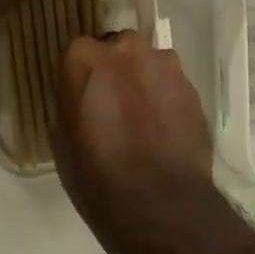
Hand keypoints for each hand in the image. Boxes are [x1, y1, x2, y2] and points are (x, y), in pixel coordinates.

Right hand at [54, 31, 216, 249]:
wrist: (160, 204)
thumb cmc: (97, 177)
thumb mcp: (62, 141)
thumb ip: (70, 104)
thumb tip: (79, 99)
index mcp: (83, 59)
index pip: (78, 53)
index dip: (82, 76)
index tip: (83, 98)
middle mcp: (124, 49)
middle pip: (118, 49)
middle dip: (116, 69)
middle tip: (114, 105)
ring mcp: (163, 63)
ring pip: (149, 62)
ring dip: (144, 80)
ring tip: (145, 118)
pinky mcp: (191, 85)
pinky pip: (172, 83)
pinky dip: (167, 98)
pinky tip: (166, 129)